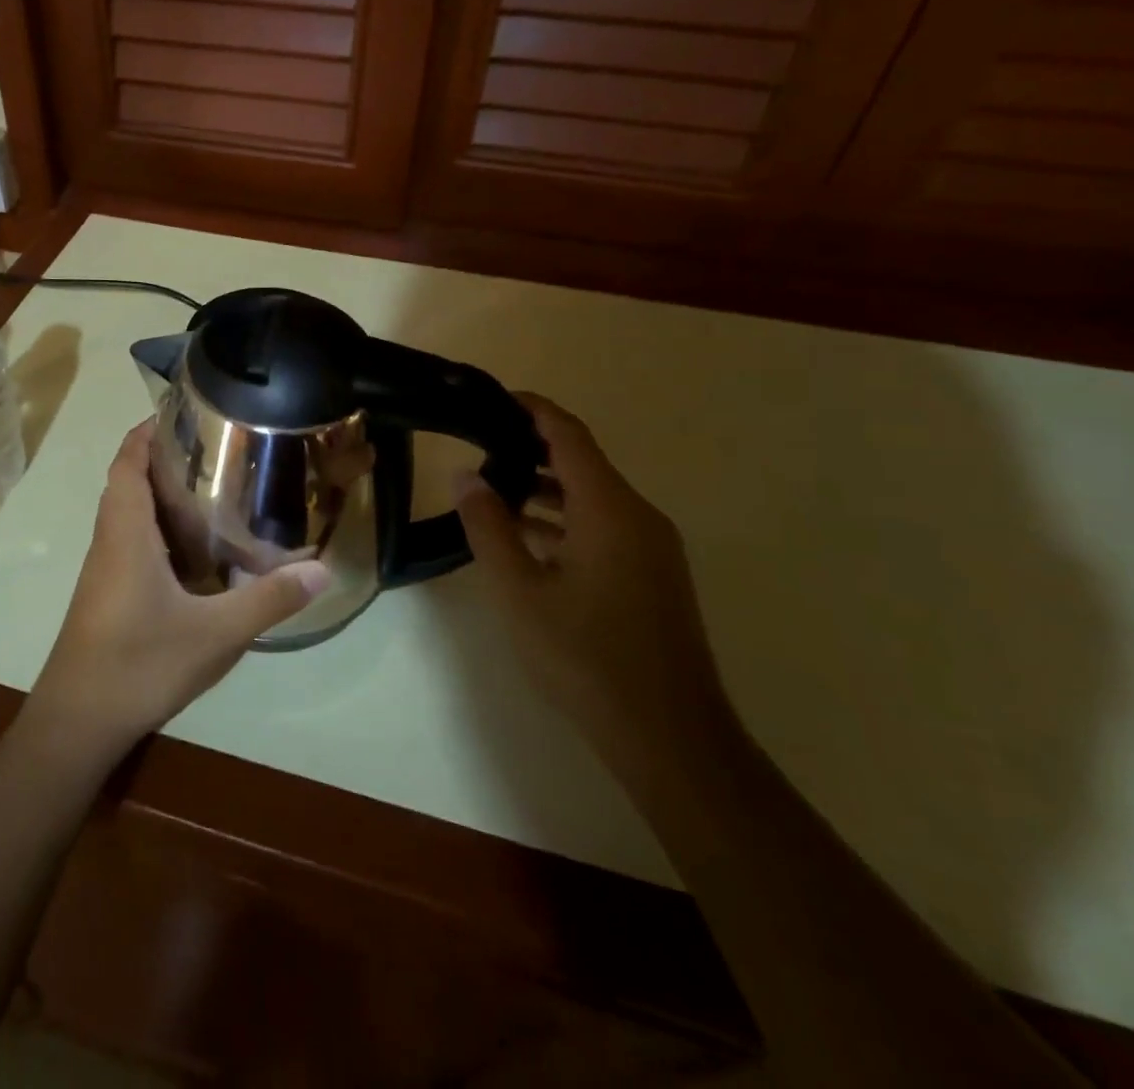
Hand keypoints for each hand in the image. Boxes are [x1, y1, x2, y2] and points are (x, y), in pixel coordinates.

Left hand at [28, 421, 329, 759]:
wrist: (78, 722)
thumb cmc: (139, 664)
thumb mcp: (215, 633)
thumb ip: (268, 599)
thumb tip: (323, 569)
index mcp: (126, 533)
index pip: (127, 462)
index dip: (147, 431)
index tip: (184, 412)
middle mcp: (110, 541)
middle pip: (128, 481)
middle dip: (163, 457)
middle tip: (215, 448)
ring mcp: (105, 569)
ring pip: (128, 512)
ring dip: (159, 493)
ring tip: (213, 488)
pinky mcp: (107, 593)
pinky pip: (131, 541)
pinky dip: (157, 527)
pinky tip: (195, 549)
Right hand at [455, 394, 732, 761]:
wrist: (669, 736)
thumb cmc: (586, 657)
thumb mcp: (519, 591)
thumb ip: (488, 527)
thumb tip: (464, 476)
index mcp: (610, 509)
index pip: (569, 435)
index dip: (532, 409)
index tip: (493, 398)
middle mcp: (639, 517)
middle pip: (582, 462)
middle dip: (530, 448)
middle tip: (478, 445)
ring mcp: (652, 548)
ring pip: (593, 497)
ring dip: (545, 488)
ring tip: (492, 489)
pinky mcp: (653, 576)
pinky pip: (604, 526)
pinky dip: (565, 520)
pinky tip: (527, 540)